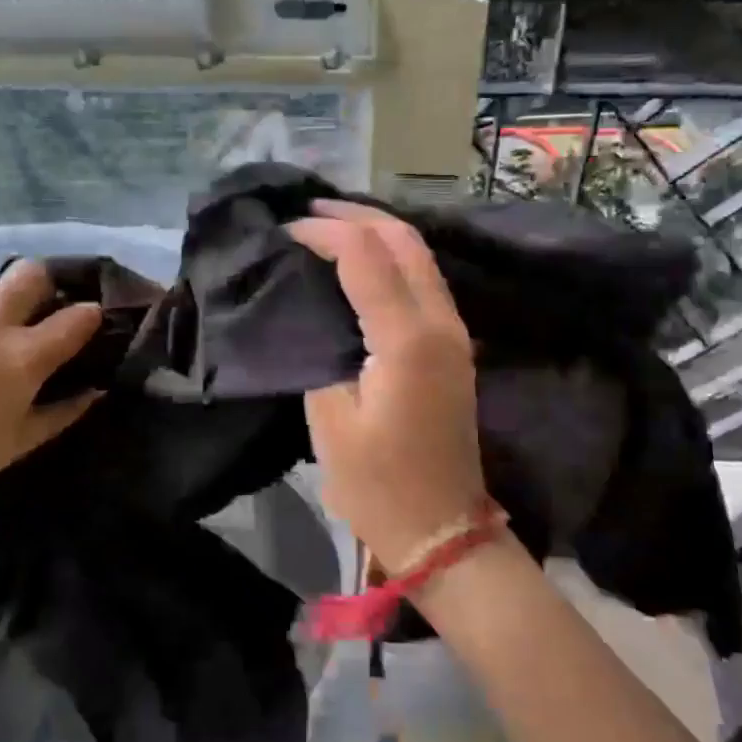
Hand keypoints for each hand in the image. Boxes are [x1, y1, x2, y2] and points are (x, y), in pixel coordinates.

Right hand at [287, 201, 487, 572]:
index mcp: (407, 339)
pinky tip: (362, 264)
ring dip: (378, 232)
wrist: (443, 530)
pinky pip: (425, 282)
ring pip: (421, 257)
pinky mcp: (455, 347)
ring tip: (331, 227)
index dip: (324, 231)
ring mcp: (455, 334)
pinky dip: (392, 259)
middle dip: (357, 215)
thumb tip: (312, 311)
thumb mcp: (330, 423)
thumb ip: (320, 354)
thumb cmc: (379, 486)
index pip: (366, 255)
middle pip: (405, 240)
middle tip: (310, 211)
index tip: (286, 230)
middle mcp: (441, 323)